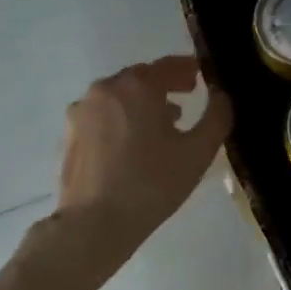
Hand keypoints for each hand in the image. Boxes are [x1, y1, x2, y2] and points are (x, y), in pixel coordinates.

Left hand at [56, 56, 232, 248]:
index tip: (203, 75)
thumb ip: (217, 116)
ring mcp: (82, 110)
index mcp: (137, 86)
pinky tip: (134, 143)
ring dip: (142, 102)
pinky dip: (122, 118)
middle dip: (165, 84)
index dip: (188, 68)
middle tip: (187, 96)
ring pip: (119, 96)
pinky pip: (103, 115)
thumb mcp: (198, 151)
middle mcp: (106, 89)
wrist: (95, 223)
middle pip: (141, 78)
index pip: (168, 66)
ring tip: (163, 124)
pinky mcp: (70, 133)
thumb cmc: (152, 184)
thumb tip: (221, 94)